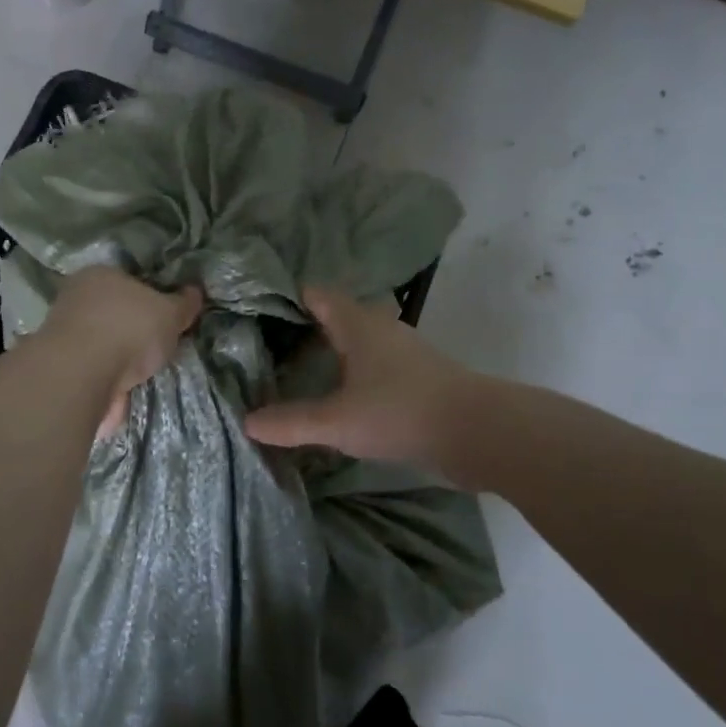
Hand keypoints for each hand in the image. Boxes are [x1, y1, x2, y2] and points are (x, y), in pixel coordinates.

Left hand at [40, 267, 203, 437]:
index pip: (130, 280)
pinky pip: (95, 374)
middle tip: (160, 347)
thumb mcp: (170, 312)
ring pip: (103, 346)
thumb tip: (194, 292)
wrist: (81, 377)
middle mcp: (76, 299)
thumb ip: (183, 303)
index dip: (152, 296)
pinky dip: (110, 384)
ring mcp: (63, 336)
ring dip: (121, 361)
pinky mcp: (61, 371)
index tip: (168, 317)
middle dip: (135, 331)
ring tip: (145, 376)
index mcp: (99, 274)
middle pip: (115, 314)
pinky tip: (127, 394)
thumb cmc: (128, 329)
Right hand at [245, 287, 476, 466]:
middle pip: (339, 316)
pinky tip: (341, 398)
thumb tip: (247, 422)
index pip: (319, 294)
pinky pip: (376, 367)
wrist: (478, 432)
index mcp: (358, 324)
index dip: (290, 297)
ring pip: (360, 343)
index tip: (259, 310)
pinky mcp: (419, 379)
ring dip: (334, 353)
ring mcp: (404, 353)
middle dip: (308, 327)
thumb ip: (292, 422)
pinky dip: (354, 375)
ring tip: (300, 371)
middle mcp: (381, 329)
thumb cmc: (400, 411)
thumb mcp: (337, 421)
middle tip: (272, 345)